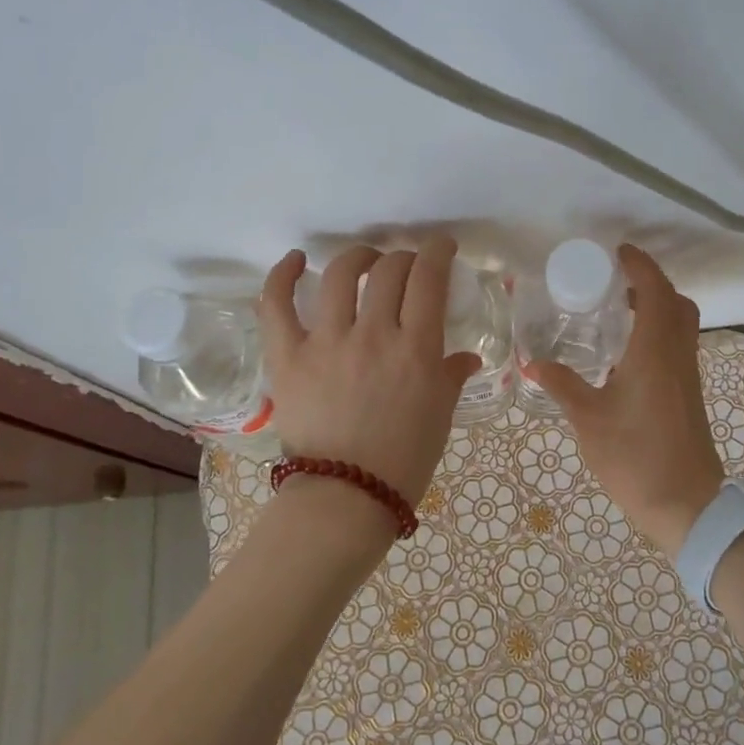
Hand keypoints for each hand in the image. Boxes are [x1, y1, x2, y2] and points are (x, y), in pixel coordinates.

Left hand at [259, 239, 481, 508]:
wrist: (346, 497)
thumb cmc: (404, 460)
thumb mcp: (440, 415)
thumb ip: (451, 376)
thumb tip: (466, 358)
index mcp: (416, 349)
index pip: (428, 278)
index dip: (437, 251)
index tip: (441, 247)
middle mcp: (373, 334)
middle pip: (389, 271)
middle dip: (402, 258)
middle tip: (406, 267)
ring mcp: (326, 342)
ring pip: (340, 275)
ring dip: (357, 258)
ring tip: (364, 262)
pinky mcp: (288, 356)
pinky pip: (277, 305)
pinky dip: (282, 276)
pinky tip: (295, 261)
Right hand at [525, 245, 724, 558]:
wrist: (686, 504)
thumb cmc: (636, 456)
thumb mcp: (589, 419)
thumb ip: (562, 385)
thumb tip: (532, 362)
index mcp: (654, 352)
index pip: (655, 292)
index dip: (640, 266)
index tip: (618, 252)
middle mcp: (677, 355)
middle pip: (676, 303)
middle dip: (651, 284)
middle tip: (616, 283)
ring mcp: (687, 376)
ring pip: (681, 325)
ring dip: (657, 308)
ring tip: (617, 313)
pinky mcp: (689, 395)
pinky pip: (678, 347)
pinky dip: (659, 333)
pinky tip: (626, 355)